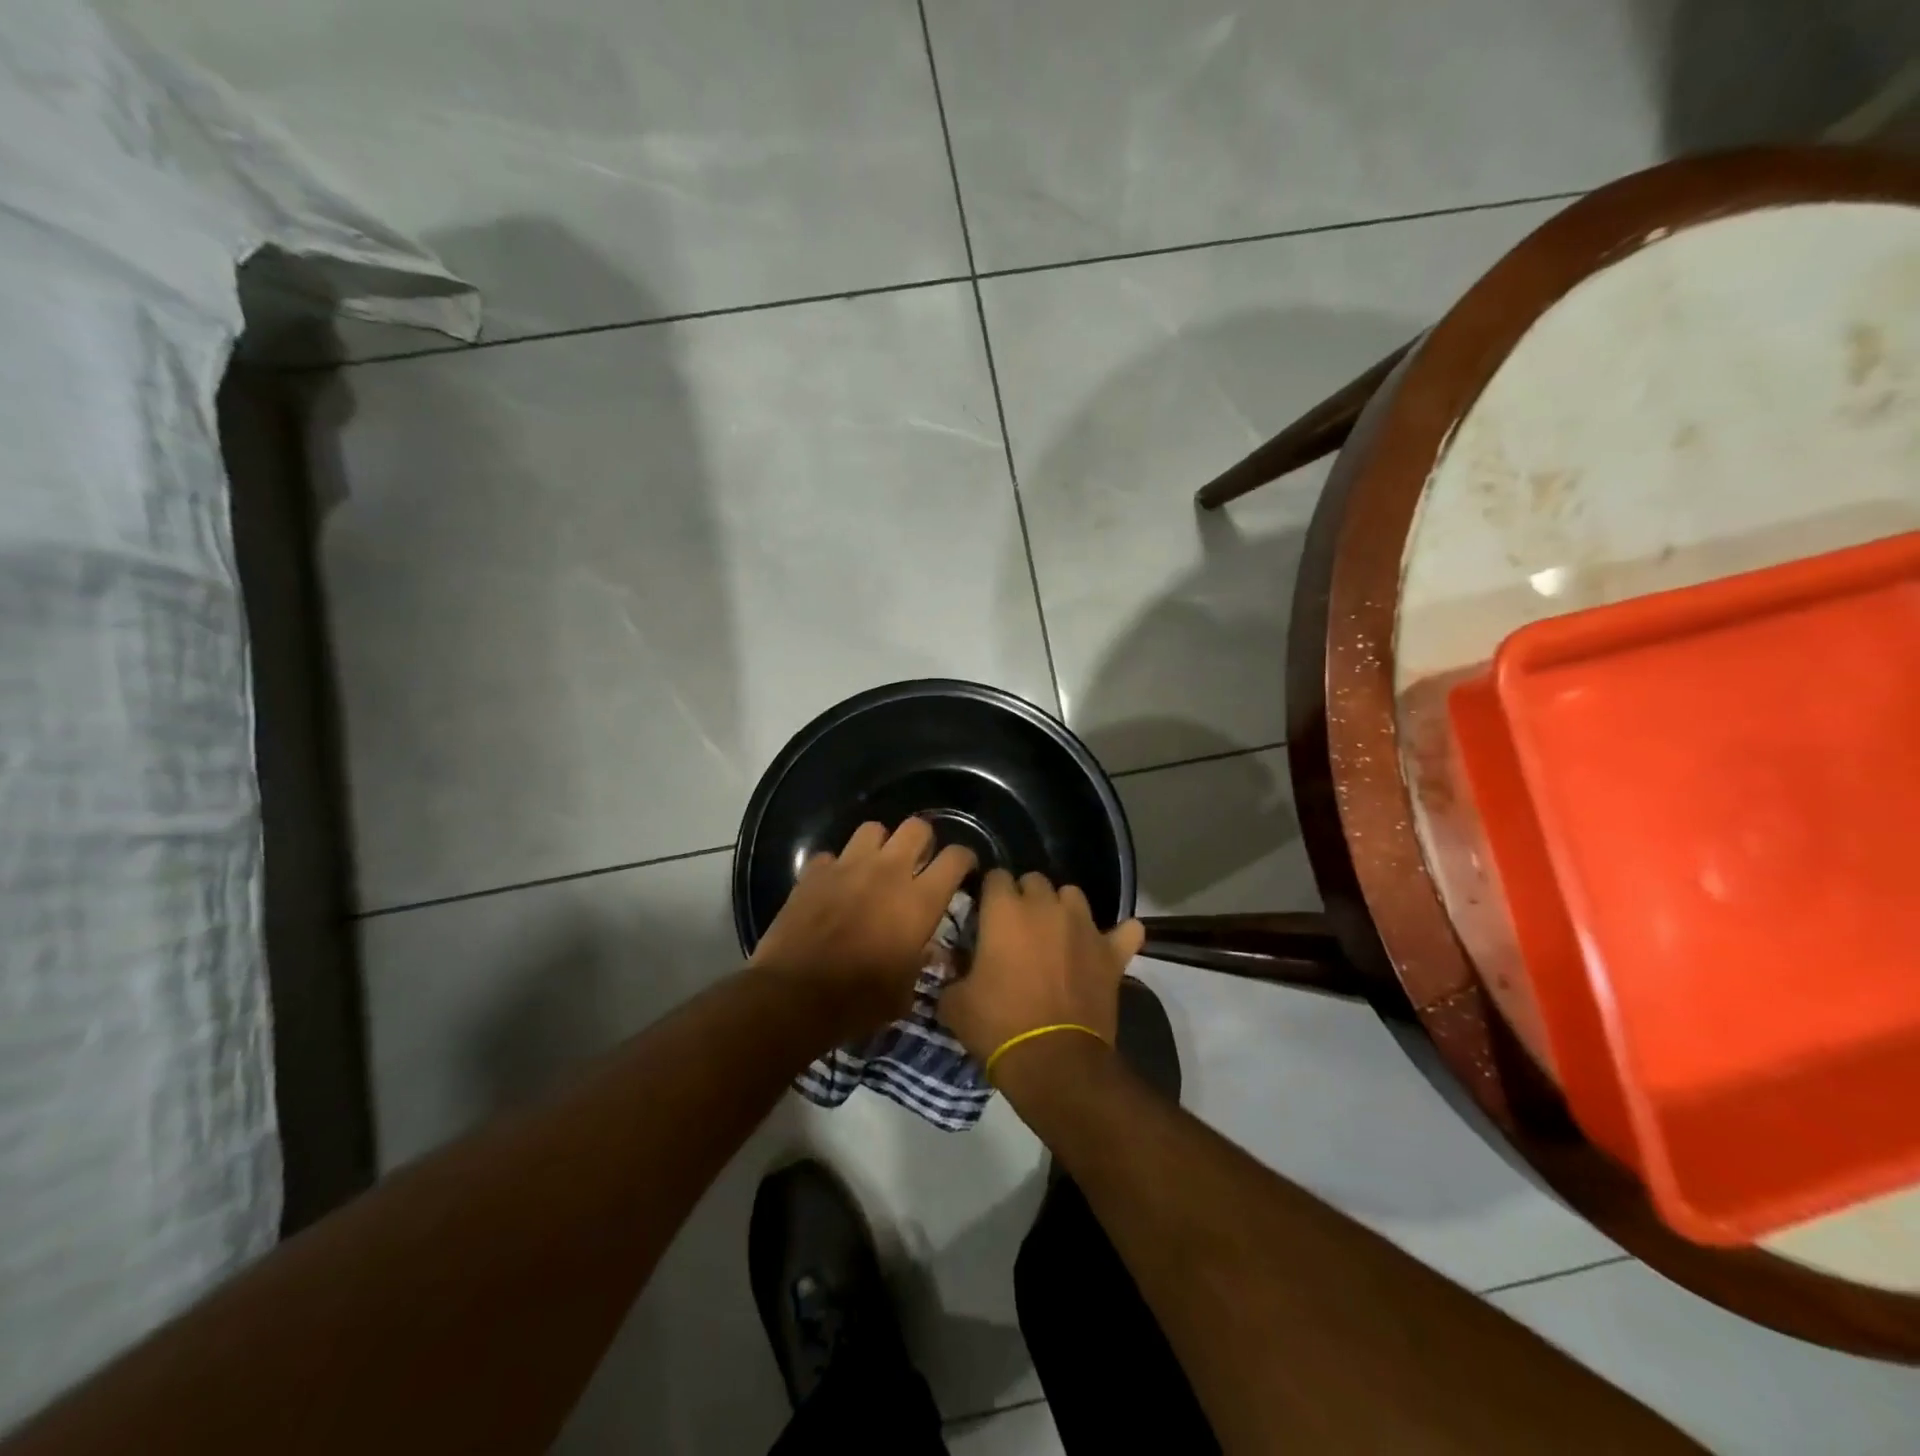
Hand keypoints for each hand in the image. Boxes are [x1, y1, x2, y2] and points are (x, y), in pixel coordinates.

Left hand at [750, 818, 975, 1039]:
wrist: (793, 997)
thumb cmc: (858, 1001)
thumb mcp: (904, 992)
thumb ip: (920, 961)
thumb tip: (926, 948)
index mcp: (919, 901)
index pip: (955, 858)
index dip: (965, 859)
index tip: (964, 870)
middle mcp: (888, 872)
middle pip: (917, 827)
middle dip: (923, 841)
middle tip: (919, 863)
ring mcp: (848, 866)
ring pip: (873, 829)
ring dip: (880, 845)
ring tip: (876, 866)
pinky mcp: (814, 872)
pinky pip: (831, 856)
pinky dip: (836, 867)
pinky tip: (835, 885)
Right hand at [939, 869, 1144, 1076]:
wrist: (1054, 1060)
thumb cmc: (998, 1025)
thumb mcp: (955, 1003)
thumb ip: (952, 974)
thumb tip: (952, 967)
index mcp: (1005, 911)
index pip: (996, 877)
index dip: (989, 893)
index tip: (985, 914)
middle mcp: (1046, 907)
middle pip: (1035, 881)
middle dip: (1025, 897)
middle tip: (1017, 928)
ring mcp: (1084, 927)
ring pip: (1074, 896)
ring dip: (1063, 908)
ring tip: (1057, 933)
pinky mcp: (1112, 953)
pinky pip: (1126, 931)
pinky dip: (1119, 936)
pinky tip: (1110, 945)